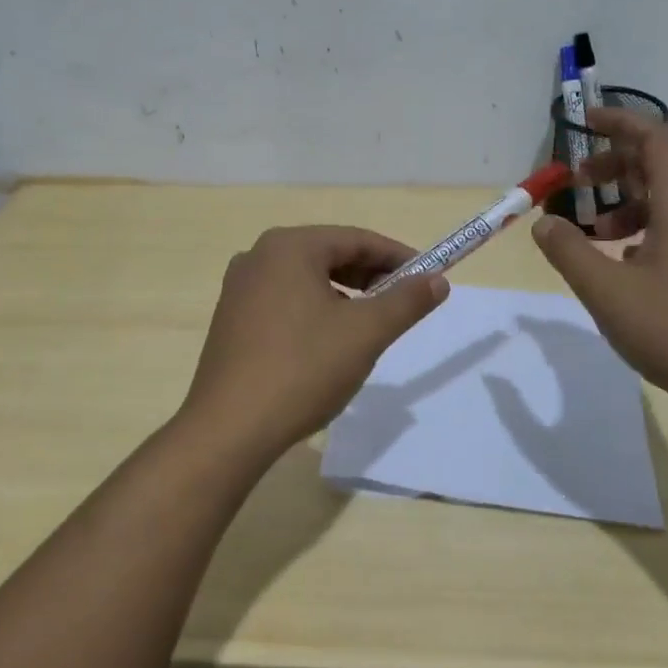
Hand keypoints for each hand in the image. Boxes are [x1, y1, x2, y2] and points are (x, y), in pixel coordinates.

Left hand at [180, 226, 447, 458]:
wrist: (230, 428)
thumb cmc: (303, 369)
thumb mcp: (365, 333)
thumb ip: (406, 301)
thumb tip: (437, 281)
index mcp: (289, 247)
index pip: (356, 239)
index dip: (397, 256)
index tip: (429, 277)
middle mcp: (258, 256)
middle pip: (329, 255)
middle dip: (370, 276)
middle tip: (403, 302)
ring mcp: (239, 287)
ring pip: (306, 279)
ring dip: (344, 294)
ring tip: (369, 324)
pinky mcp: (232, 318)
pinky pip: (284, 300)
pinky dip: (315, 309)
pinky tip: (328, 341)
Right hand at [533, 108, 667, 420]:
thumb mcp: (607, 290)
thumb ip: (568, 250)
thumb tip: (544, 222)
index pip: (654, 137)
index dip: (617, 122)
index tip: (581, 122)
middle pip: (659, 165)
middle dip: (612, 165)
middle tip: (572, 184)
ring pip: (665, 200)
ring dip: (623, 202)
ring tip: (589, 232)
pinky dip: (640, 230)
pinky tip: (619, 264)